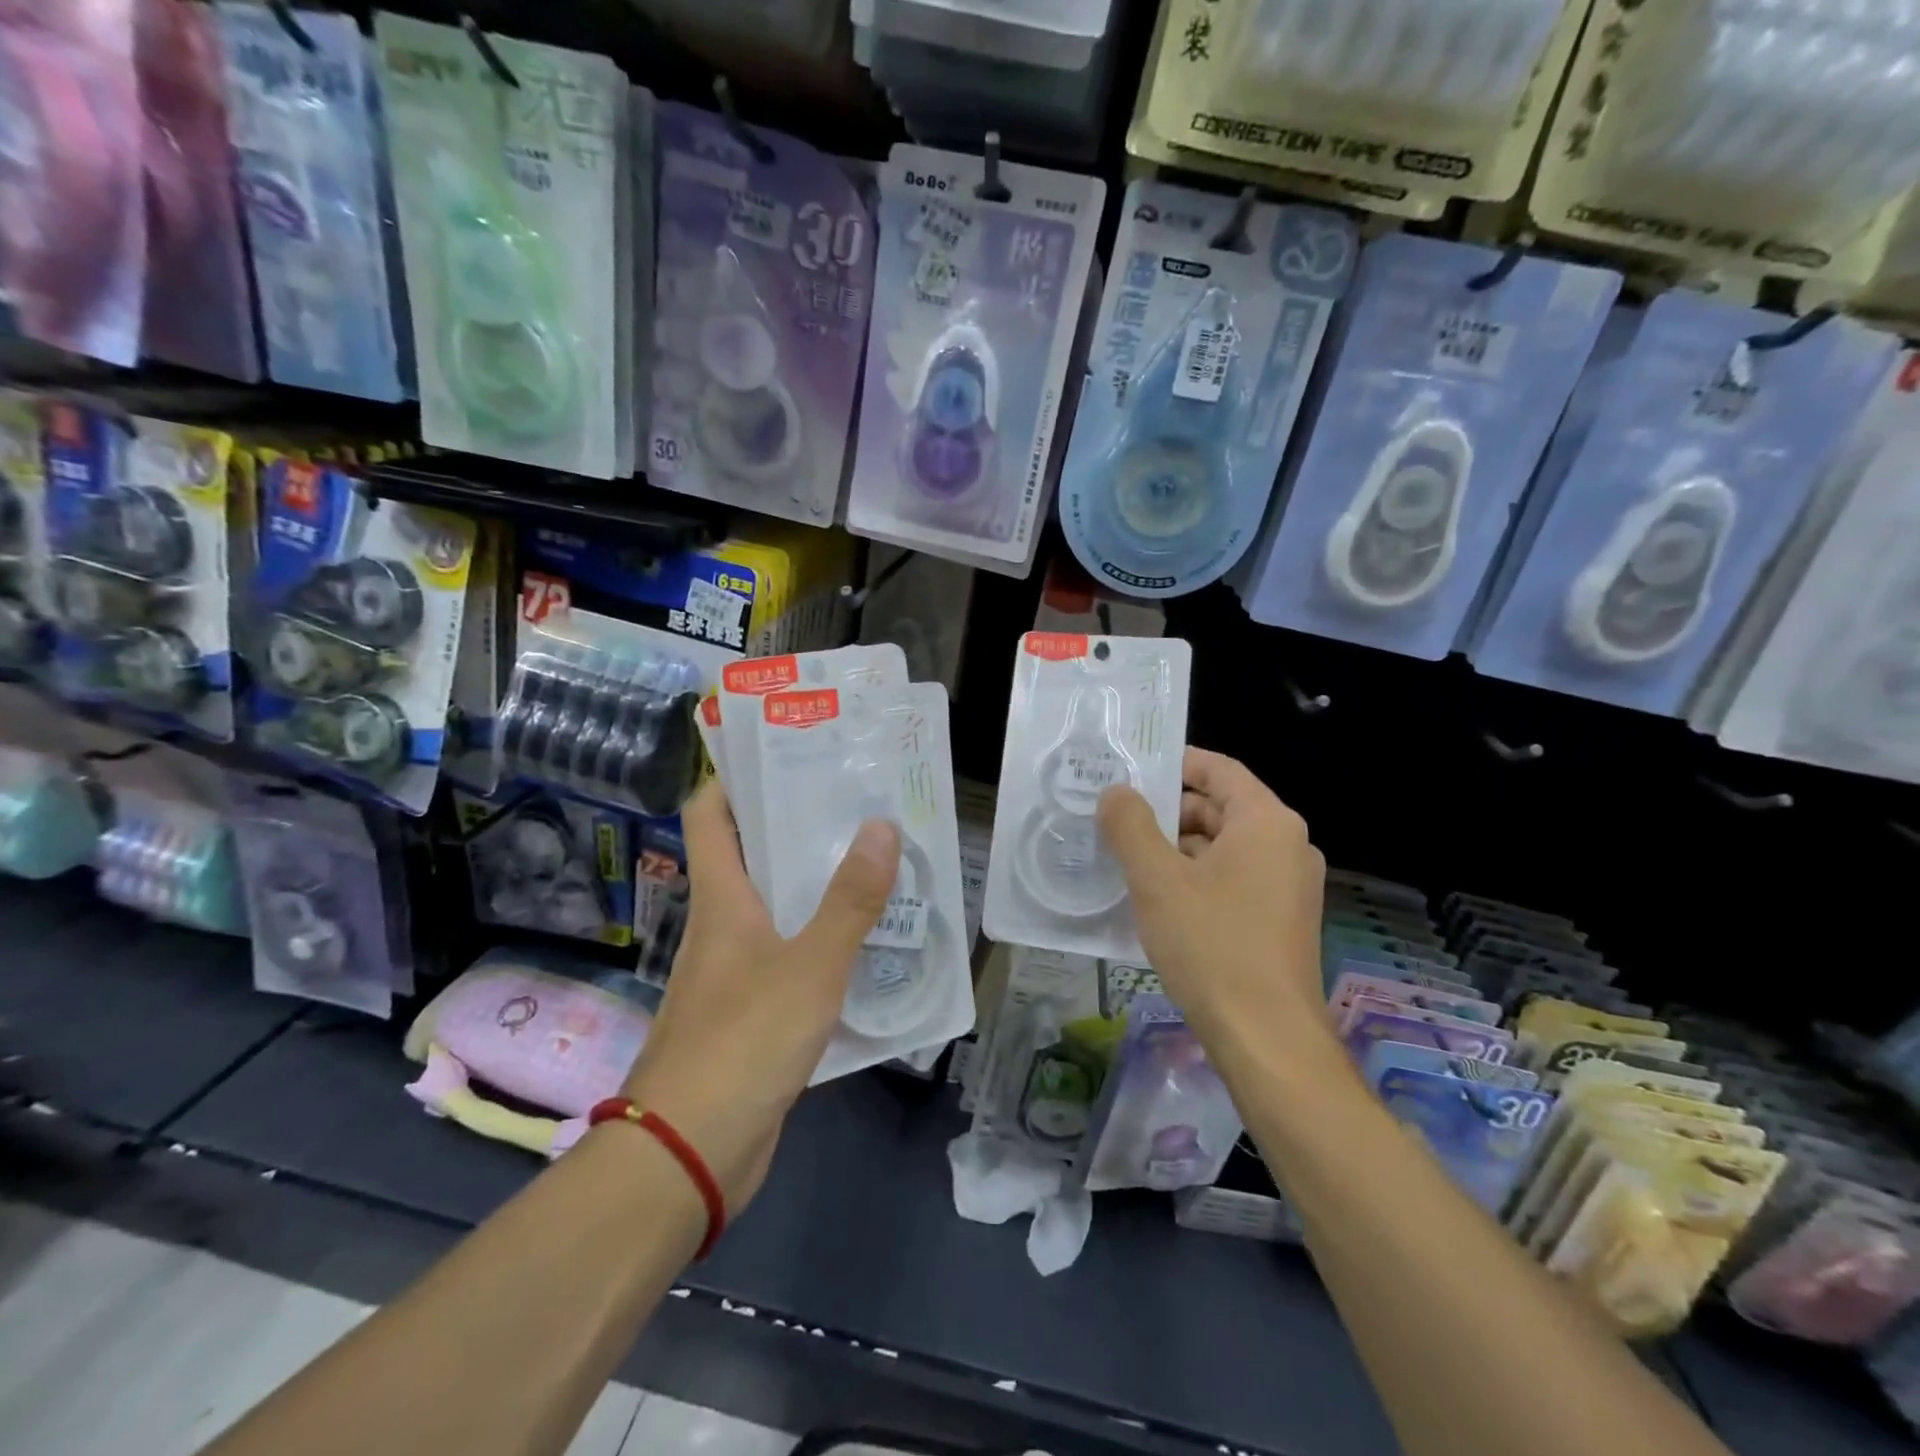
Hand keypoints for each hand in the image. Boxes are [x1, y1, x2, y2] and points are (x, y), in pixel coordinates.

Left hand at [621, 781, 899, 1212]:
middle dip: (798, 824)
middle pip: (752, 855)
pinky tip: (868, 943)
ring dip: (818, 885)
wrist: (690, 1155)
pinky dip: (823, 941)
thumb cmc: (743, 1042)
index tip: (784, 749)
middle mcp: (722, 925)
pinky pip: (791, 958)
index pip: (710, 814)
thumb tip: (881, 826)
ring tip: (875, 861)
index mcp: (721, 899)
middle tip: (857, 800)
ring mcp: (735, 971)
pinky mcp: (752, 1012)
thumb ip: (850, 901)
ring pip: (778, 908)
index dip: (735, 775)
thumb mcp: (810, 966)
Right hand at [1097, 749, 1328, 1070]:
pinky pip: (1232, 878)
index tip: (1131, 769)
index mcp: (1267, 822)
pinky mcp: (1279, 918)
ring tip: (1126, 859)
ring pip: (1222, 847)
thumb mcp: (1157, 880)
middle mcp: (1287, 845)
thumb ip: (1130, 825)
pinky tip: (1155, 898)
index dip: (1175, 762)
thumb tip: (1116, 792)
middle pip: (1219, 808)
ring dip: (1175, 848)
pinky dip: (1194, 877)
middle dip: (1167, 811)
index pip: (1219, 769)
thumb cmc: (1212, 945)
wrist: (1266, 1038)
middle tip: (1116, 819)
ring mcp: (1288, 885)